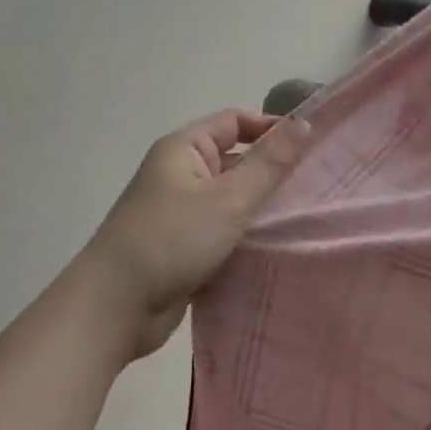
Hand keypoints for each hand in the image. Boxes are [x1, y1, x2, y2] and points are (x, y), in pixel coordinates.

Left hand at [78, 110, 312, 358]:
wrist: (114, 308)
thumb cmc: (172, 239)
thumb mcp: (229, 198)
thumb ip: (269, 162)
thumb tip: (303, 122)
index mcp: (185, 148)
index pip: (235, 121)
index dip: (271, 128)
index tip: (311, 148)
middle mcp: (180, 173)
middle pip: (235, 160)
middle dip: (271, 172)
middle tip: (316, 186)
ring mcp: (180, 211)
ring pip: (231, 199)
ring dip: (261, 208)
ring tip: (305, 218)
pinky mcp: (182, 247)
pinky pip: (222, 230)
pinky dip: (245, 236)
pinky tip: (276, 248)